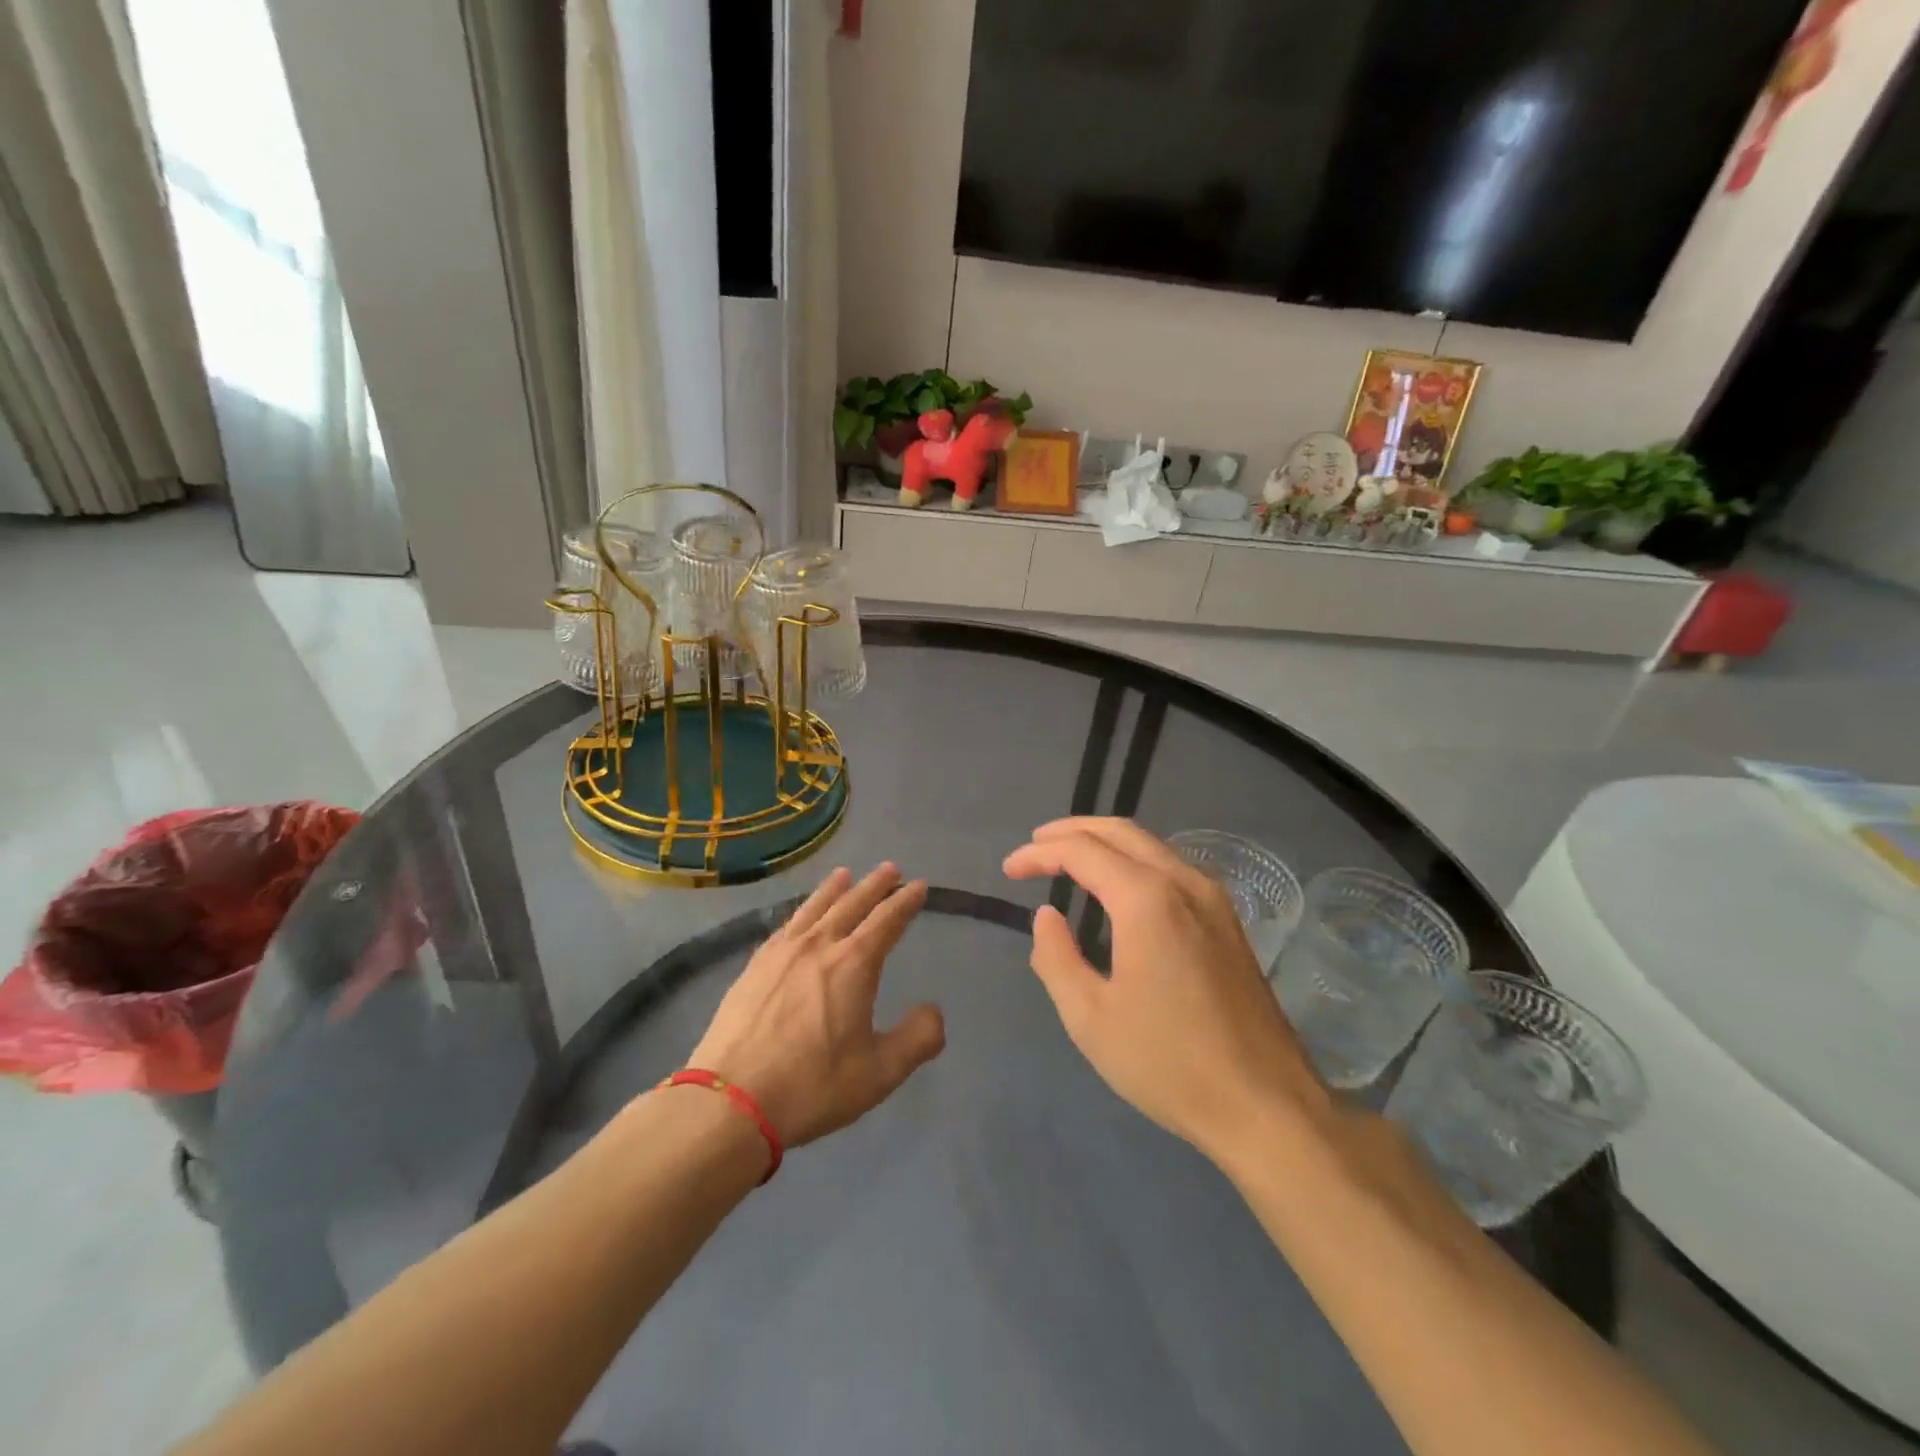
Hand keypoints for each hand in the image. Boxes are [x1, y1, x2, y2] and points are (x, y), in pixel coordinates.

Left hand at [687, 864, 943, 1148]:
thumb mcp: (880, 1073)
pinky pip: (786, 925)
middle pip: (852, 903)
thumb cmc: (812, 1085)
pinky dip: (802, 910)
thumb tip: (934, 1012)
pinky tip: (801, 915)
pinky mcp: (754, 966)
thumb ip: (917, 1039)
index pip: (887, 920)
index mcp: (854, 964)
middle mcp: (819, 946)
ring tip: (845, 874)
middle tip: (890, 868)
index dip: (905, 901)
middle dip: (874, 885)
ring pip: (815, 907)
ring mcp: (782, 953)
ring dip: (834, 888)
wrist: (730, 1101)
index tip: (918, 886)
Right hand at [1003, 818, 1327, 1160]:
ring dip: (1105, 842)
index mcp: (1147, 900)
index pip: (1082, 850)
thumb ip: (1056, 957)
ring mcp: (1213, 899)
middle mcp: (1183, 882)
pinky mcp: (1228, 921)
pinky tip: (1118, 888)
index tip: (1009, 870)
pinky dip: (1134, 861)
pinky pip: (1171, 867)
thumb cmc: (1169, 1064)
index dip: (1039, 853)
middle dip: (1071, 830)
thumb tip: (1047, 916)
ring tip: (1069, 859)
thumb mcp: (1089, 1018)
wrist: (1266, 1106)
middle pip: (1120, 831)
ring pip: (1150, 844)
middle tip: (1035, 845)